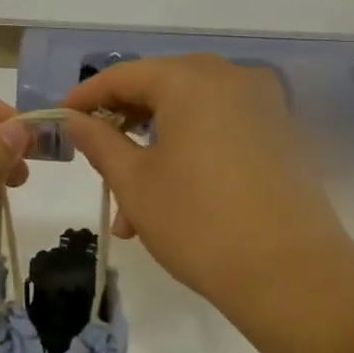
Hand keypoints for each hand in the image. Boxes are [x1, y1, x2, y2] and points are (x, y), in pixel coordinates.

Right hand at [63, 56, 353, 315]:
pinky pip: (221, 130)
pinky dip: (190, 154)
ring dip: (155, 152)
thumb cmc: (199, 223)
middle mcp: (232, 78)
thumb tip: (74, 119)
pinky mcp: (282, 135)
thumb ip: (99, 141)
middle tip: (97, 167)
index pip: (125, 75)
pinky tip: (173, 200)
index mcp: (192, 79)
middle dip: (123, 129)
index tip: (60, 121)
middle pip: (161, 89)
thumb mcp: (135, 182)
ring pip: (191, 115)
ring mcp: (264, 105)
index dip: (86, 98)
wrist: (294, 277)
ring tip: (131, 214)